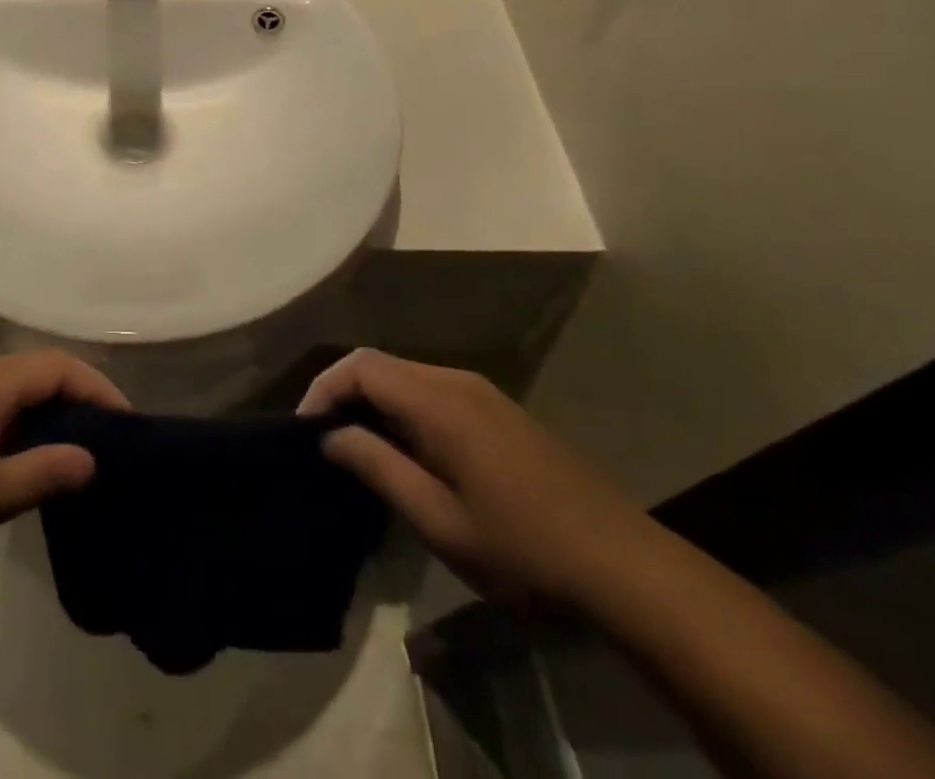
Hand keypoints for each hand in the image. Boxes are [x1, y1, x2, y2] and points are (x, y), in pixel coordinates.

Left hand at [0, 351, 128, 584]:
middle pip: (38, 372)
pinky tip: (21, 463)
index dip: (99, 389)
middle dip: (78, 400)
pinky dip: (19, 424)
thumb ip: (41, 473)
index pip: (59, 366)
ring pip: (14, 390)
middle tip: (108, 444)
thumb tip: (93, 457)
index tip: (128, 427)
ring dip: (48, 414)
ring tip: (74, 456)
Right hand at [300, 350, 658, 609]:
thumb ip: (377, 466)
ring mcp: (483, 393)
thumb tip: (329, 434)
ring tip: (356, 449)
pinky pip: (433, 393)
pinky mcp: (500, 412)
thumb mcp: (439, 520)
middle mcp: (457, 381)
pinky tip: (405, 453)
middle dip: (343, 394)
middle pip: (381, 364)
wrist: (629, 570)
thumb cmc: (525, 550)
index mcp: (439, 401)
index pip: (361, 366)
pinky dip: (403, 410)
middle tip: (324, 441)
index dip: (323, 389)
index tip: (304, 431)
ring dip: (373, 403)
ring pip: (406, 377)